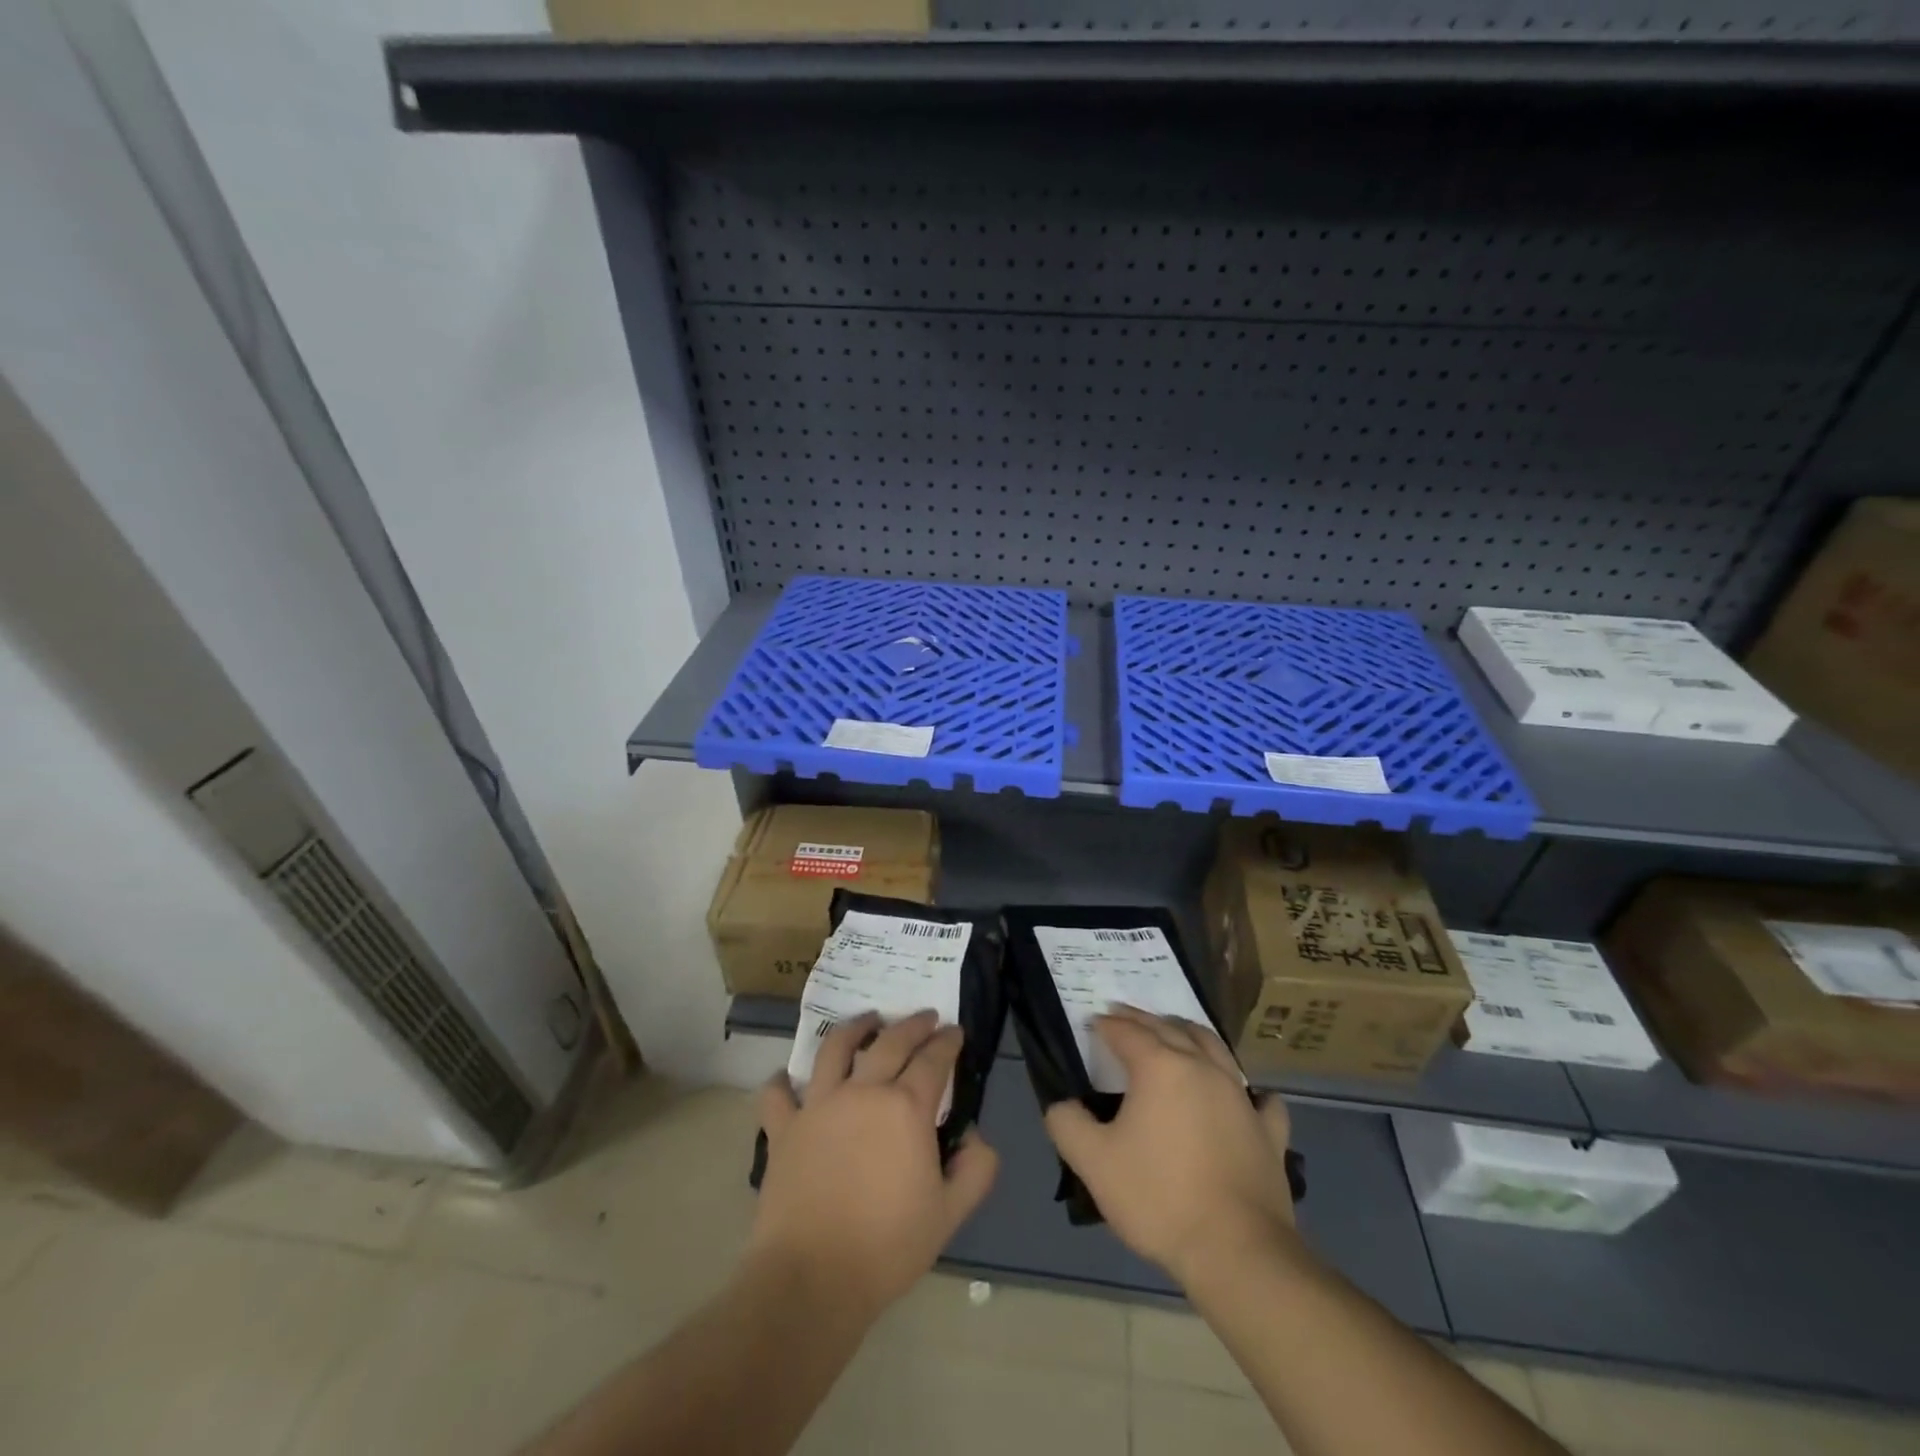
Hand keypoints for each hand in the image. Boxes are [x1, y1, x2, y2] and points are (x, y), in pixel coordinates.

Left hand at [750, 1010, 999, 1320]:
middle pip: (891, 1042)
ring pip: (835, 1049)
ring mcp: (818, 1105)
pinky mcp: (784, 1128)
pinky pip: (777, 1094)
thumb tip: (977, 1136)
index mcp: (905, 1108)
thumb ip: (975, 1170)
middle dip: (912, 1025)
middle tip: (924, 1017)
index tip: (955, 1031)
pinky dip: (781, 1082)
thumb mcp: (949, 1215)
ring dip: (854, 1028)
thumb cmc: (887, 1247)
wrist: (812, 1278)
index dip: (947, 1041)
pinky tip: (785, 1079)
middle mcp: (863, 1092)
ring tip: (867, 1021)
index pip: (933, 1059)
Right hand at [1044, 1006, 1297, 1286]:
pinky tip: (1247, 1096)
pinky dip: (1248, 1090)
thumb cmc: (1159, 1198)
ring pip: (1215, 1048)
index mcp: (1161, 1067)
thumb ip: (1067, 1124)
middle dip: (1143, 1019)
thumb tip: (1060, 1103)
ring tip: (1177, 1033)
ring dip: (1190, 1034)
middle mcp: (1203, 1068)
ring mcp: (1241, 1097)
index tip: (1092, 1021)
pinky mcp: (1269, 1131)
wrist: (1236, 1250)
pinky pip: (1260, 1098)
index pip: (1127, 1032)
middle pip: (1170, 1028)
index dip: (1107, 1024)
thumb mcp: (1094, 1163)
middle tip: (1124, 1016)